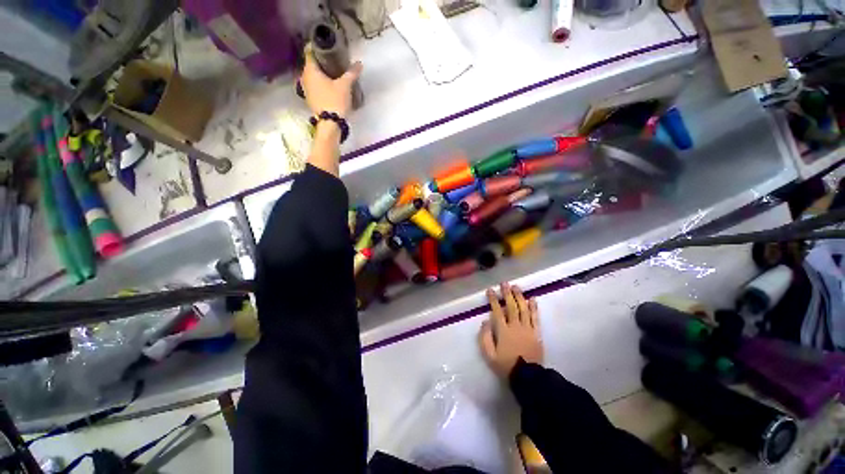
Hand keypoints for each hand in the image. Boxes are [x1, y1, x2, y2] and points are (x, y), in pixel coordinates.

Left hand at [301, 43, 362, 118]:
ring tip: (331, 73)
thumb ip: (351, 74)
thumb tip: (359, 64)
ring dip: (320, 74)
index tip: (325, 46)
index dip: (316, 46)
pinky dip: (320, 84)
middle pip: (310, 64)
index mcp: (310, 70)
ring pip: (312, 76)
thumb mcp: (345, 86)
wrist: (330, 124)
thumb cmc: (335, 101)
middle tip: (331, 60)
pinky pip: (314, 86)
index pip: (309, 51)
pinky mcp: (310, 99)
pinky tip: (328, 86)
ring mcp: (306, 89)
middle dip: (320, 61)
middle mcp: (304, 77)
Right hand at [478, 283, 542, 378]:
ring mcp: (528, 329)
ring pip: (523, 309)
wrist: (527, 377)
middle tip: (504, 283)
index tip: (490, 290)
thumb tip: (485, 322)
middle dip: (507, 294)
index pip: (497, 311)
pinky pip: (535, 318)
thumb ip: (485, 337)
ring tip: (516, 287)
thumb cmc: (506, 365)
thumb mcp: (489, 355)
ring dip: (519, 297)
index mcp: (503, 331)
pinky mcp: (536, 333)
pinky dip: (534, 308)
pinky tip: (532, 299)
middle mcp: (515, 326)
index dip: (493, 299)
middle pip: (511, 306)